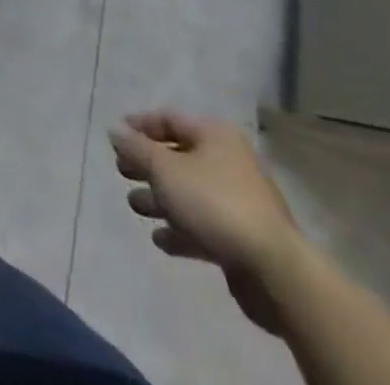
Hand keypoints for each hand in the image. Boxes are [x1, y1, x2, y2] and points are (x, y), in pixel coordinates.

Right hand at [109, 111, 303, 335]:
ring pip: (189, 193)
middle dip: (147, 165)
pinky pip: (203, 225)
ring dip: (160, 199)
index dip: (139, 124)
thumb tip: (115, 131)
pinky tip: (161, 239)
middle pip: (178, 157)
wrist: (275, 271)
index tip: (115, 136)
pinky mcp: (242, 239)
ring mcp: (239, 202)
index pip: (169, 119)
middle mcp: (229, 162)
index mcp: (215, 136)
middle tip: (122, 172)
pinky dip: (180, 228)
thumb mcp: (164, 169)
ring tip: (135, 206)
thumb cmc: (213, 203)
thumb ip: (135, 148)